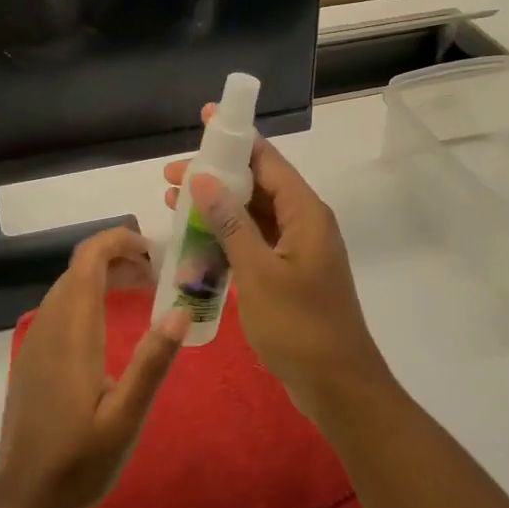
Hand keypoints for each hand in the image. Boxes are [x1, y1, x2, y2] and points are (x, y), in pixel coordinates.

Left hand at [0, 227, 187, 507]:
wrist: (25, 498)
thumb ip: (152, 362)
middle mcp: (49, 325)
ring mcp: (36, 341)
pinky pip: (60, 308)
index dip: (118, 240)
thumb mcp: (126, 416)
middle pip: (79, 268)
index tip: (154, 250)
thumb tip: (181, 310)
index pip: (88, 259)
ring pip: (68, 287)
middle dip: (118, 257)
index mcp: (72, 331)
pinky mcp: (32, 358)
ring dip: (103, 276)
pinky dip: (88, 297)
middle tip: (159, 274)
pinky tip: (110, 324)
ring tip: (142, 290)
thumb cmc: (81, 460)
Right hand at [163, 108, 393, 423]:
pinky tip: (194, 245)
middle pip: (257, 185)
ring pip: (253, 216)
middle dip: (215, 177)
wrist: (338, 386)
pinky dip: (227, 240)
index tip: (204, 121)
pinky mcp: (290, 274)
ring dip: (216, 210)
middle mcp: (305, 222)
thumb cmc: (299, 326)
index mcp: (306, 212)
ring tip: (172, 205)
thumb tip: (202, 177)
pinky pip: (255, 244)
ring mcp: (298, 250)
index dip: (235, 138)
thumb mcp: (258, 272)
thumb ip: (230, 222)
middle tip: (170, 178)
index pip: (268, 160)